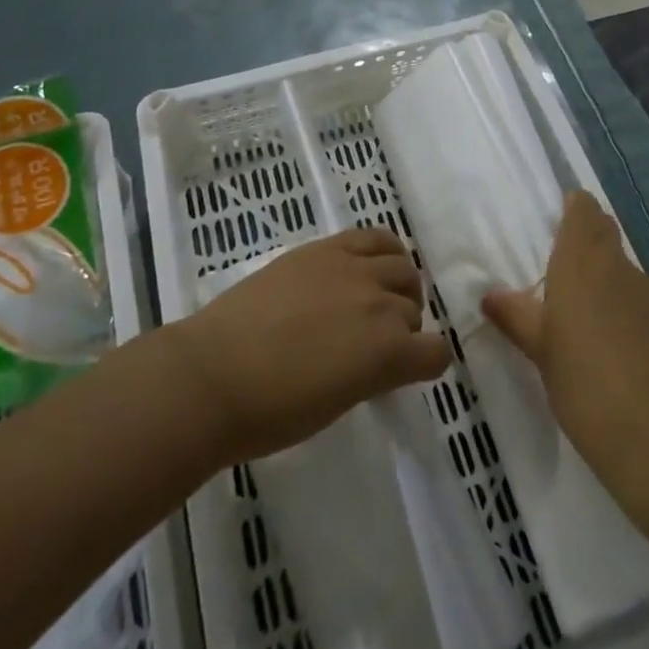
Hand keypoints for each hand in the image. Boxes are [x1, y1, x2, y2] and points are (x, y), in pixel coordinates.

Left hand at [167, 227, 451, 465]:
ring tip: (372, 299)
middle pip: (414, 309)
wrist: (212, 375)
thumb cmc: (271, 412)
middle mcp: (380, 303)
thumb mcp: (337, 404)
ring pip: (402, 266)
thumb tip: (378, 358)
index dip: (424, 364)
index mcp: (387, 354)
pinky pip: (374, 236)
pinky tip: (368, 265)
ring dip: (397, 286)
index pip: (435, 354)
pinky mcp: (326, 248)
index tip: (404, 371)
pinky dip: (383, 250)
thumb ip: (372, 374)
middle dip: (404, 327)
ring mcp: (353, 269)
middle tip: (374, 341)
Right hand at [482, 191, 648, 479]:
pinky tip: (628, 354)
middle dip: (591, 242)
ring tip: (596, 325)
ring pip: (628, 275)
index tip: (564, 216)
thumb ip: (516, 316)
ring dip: (612, 287)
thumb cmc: (582, 378)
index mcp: (582, 260)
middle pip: (607, 236)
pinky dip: (635, 318)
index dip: (576, 209)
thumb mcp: (539, 349)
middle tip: (569, 271)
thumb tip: (490, 295)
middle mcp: (620, 265)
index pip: (584, 210)